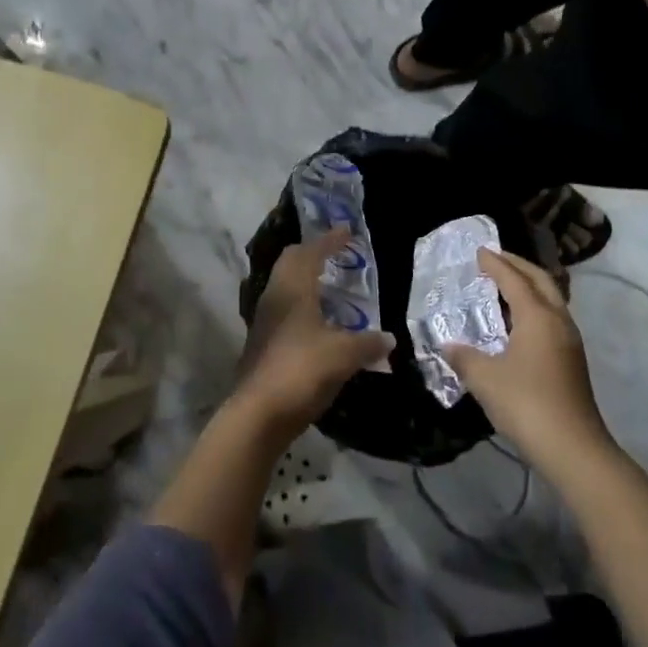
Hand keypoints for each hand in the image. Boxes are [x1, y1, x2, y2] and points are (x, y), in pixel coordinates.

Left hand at [235, 228, 394, 435]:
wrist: (258, 415)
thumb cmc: (301, 370)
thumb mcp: (343, 355)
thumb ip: (368, 343)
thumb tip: (389, 339)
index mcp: (292, 288)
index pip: (311, 252)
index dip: (330, 240)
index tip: (347, 231)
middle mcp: (274, 296)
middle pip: (291, 262)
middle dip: (313, 253)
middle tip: (336, 254)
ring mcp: (264, 320)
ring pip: (284, 286)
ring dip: (305, 280)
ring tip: (330, 287)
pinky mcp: (262, 342)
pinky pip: (283, 309)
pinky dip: (302, 304)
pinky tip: (319, 322)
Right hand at [444, 247, 612, 471]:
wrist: (574, 449)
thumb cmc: (527, 404)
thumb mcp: (485, 379)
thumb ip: (464, 357)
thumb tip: (448, 346)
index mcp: (537, 316)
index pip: (514, 279)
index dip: (496, 264)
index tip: (479, 251)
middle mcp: (557, 320)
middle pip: (540, 280)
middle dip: (518, 266)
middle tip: (496, 259)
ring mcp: (570, 341)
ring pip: (551, 299)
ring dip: (530, 286)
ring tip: (506, 286)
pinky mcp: (573, 360)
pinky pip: (552, 318)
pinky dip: (535, 307)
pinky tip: (519, 322)